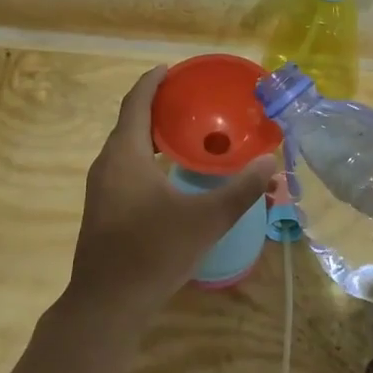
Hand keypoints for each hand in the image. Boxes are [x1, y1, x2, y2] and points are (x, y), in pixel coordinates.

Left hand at [65, 68, 277, 322]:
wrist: (107, 304)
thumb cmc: (153, 252)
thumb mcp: (206, 219)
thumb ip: (240, 190)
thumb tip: (271, 164)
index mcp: (125, 155)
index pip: (136, 103)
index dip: (153, 82)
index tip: (172, 68)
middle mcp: (107, 165)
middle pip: (130, 122)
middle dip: (158, 106)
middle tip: (191, 100)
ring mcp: (101, 189)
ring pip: (127, 148)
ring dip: (152, 134)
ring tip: (187, 132)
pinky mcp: (104, 209)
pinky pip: (126, 167)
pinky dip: (148, 157)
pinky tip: (172, 173)